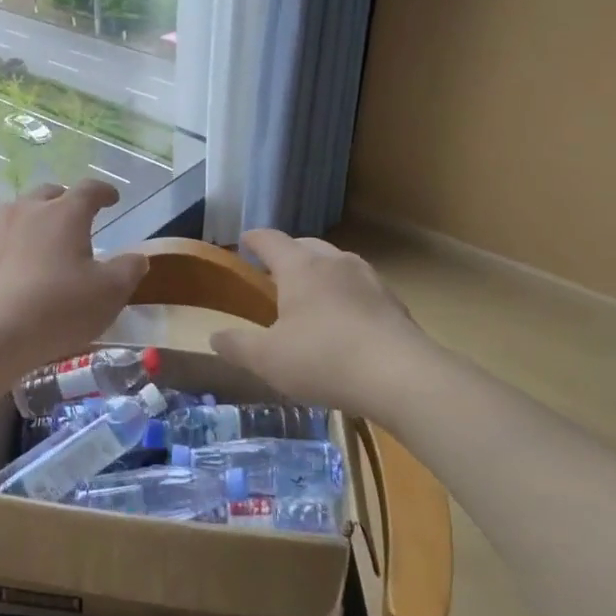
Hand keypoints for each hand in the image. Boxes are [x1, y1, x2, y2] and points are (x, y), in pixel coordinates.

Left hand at [0, 181, 148, 375]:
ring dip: (39, 219)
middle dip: (67, 201)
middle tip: (79, 218)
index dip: (104, 192)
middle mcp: (29, 210)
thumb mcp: (109, 293)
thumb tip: (136, 257)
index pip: (89, 190)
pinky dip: (19, 243)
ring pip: (23, 212)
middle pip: (51, 194)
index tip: (113, 198)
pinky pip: (5, 237)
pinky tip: (24, 266)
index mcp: (65, 212)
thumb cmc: (58, 307)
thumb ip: (128, 270)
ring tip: (50, 240)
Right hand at [211, 230, 436, 417]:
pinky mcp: (394, 302)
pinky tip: (345, 324)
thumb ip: (236, 346)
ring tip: (311, 299)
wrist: (401, 376)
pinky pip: (361, 289)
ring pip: (337, 265)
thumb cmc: (323, 359)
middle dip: (288, 255)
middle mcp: (335, 262)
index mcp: (300, 267)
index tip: (244, 241)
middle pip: (306, 246)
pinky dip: (346, 297)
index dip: (254, 239)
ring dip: (320, 275)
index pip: (270, 239)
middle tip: (274, 276)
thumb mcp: (267, 359)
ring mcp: (369, 279)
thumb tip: (214, 337)